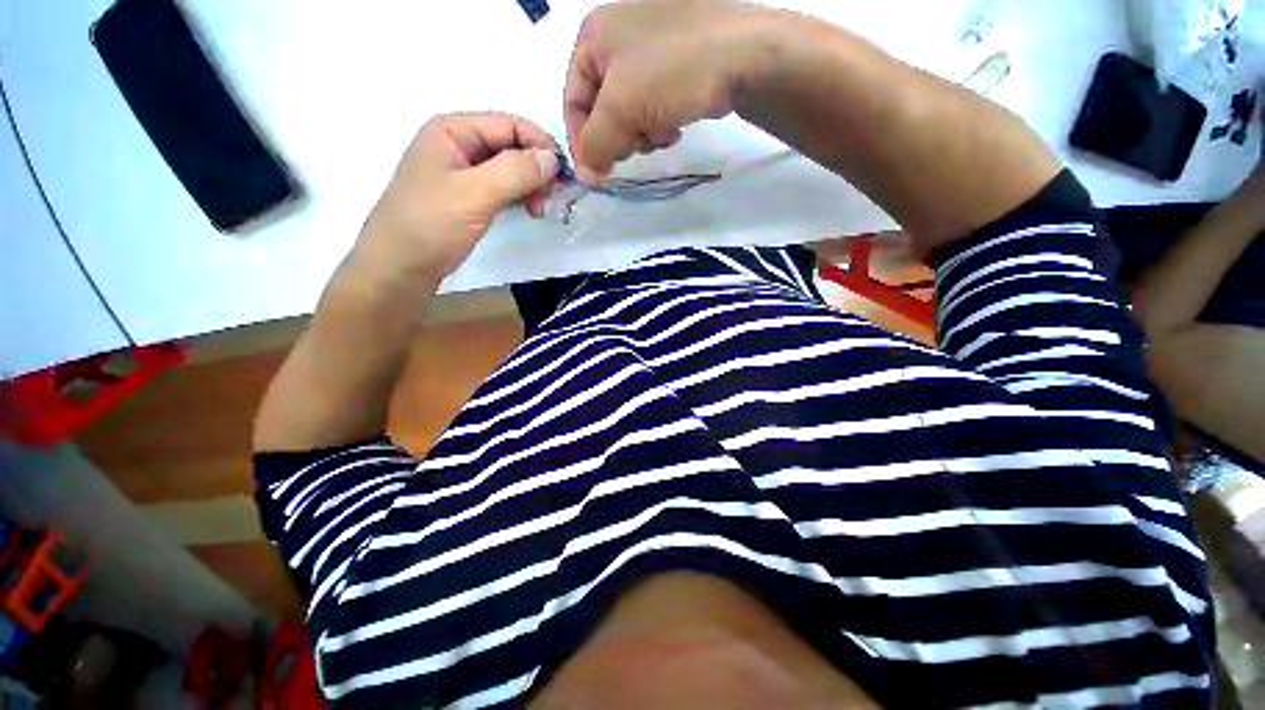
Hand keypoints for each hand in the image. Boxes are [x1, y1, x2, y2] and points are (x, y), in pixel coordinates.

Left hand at [352, 113, 559, 285]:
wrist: (400, 267)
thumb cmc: (431, 225)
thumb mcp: (475, 193)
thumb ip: (516, 171)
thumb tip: (553, 159)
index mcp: (453, 130)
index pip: (510, 125)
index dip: (541, 146)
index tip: (564, 178)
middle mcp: (458, 145)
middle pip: (511, 145)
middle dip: (536, 168)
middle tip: (551, 199)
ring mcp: (462, 172)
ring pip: (509, 169)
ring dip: (530, 185)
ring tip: (538, 210)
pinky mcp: (467, 197)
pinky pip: (501, 188)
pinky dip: (519, 197)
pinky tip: (527, 212)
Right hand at [564, 0, 772, 183]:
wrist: (745, 55)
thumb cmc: (673, 72)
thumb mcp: (621, 108)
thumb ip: (595, 146)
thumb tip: (586, 177)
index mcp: (595, 35)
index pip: (573, 101)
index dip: (582, 142)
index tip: (597, 174)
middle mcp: (618, 36)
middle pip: (601, 108)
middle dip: (617, 136)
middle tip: (633, 150)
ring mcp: (650, 48)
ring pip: (629, 112)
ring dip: (640, 133)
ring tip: (660, 135)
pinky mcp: (675, 65)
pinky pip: (652, 105)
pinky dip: (658, 123)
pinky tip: (673, 127)